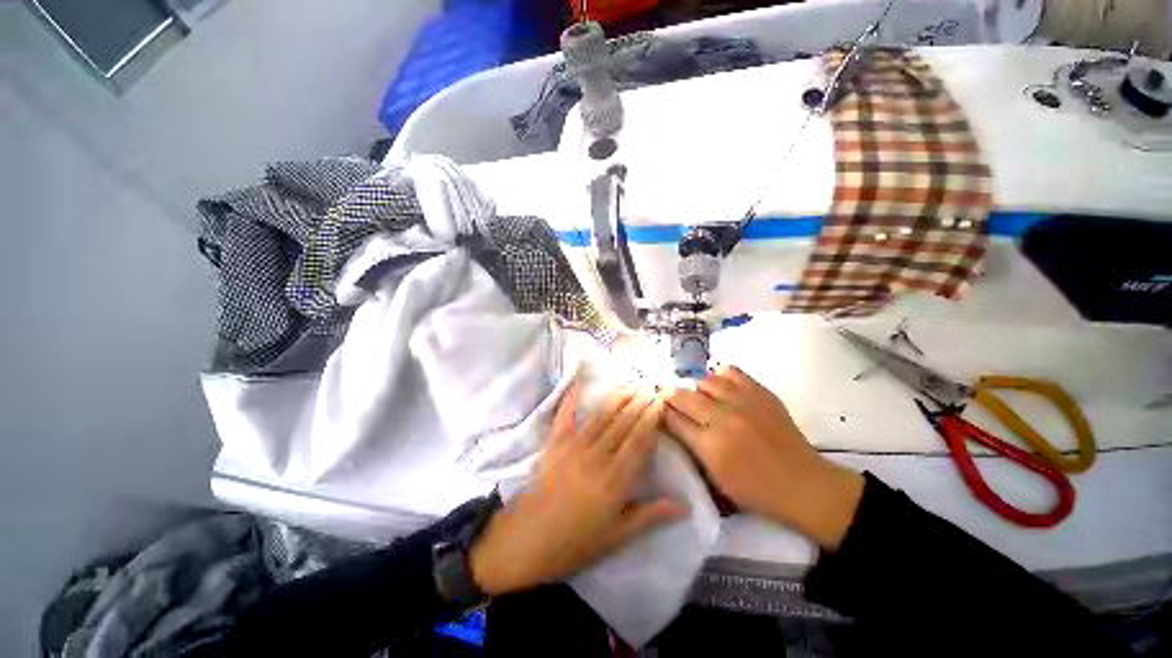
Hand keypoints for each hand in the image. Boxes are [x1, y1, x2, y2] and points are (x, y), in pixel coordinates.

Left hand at [469, 384, 688, 595]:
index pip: (639, 441)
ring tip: (631, 386)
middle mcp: (597, 456)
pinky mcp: (555, 443)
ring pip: (601, 417)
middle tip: (651, 389)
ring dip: (618, 399)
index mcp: (615, 479)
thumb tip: (686, 506)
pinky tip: (577, 381)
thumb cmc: (576, 542)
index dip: (651, 420)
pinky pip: (565, 416)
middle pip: (623, 424)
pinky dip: (571, 398)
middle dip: (639, 404)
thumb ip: (651, 515)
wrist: (528, 540)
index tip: (661, 404)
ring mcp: (574, 446)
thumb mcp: (618, 536)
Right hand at [664, 366, 863, 549]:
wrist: (804, 484)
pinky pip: (731, 372)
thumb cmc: (757, 491)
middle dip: (670, 395)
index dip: (661, 411)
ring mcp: (743, 402)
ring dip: (696, 388)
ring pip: (704, 380)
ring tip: (699, 396)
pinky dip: (720, 376)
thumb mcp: (716, 478)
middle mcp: (723, 418)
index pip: (673, 419)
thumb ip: (692, 447)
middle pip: (683, 396)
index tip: (657, 408)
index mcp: (710, 446)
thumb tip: (674, 423)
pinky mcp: (761, 393)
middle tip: (668, 397)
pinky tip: (720, 386)